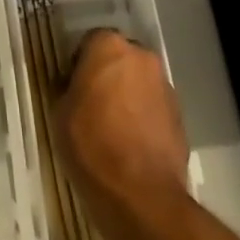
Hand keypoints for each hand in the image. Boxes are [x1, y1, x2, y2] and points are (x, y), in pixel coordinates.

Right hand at [55, 30, 191, 239]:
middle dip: (107, 75)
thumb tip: (74, 87)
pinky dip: (143, 118)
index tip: (71, 88)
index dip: (78, 65)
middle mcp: (141, 57)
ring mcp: (165, 86)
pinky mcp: (180, 116)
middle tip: (91, 105)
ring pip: (138, 82)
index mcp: (109, 46)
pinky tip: (131, 145)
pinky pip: (154, 107)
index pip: (89, 42)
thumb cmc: (92, 146)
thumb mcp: (60, 114)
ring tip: (113, 129)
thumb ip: (67, 88)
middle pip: (118, 58)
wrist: (143, 198)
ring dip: (127, 96)